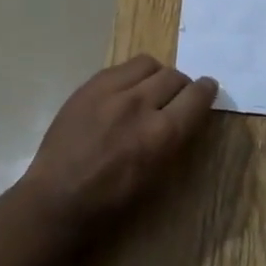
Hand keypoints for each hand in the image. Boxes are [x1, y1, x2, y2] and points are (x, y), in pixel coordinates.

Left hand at [15, 55, 217, 238]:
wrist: (57, 197)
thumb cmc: (111, 201)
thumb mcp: (155, 177)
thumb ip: (174, 139)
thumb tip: (187, 114)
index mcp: (160, 134)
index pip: (196, 96)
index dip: (206, 90)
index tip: (208, 89)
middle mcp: (139, 105)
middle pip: (174, 76)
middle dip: (182, 85)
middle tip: (177, 96)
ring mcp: (111, 91)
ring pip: (148, 64)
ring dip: (156, 75)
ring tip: (150, 90)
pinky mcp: (89, 85)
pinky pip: (121, 67)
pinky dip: (131, 76)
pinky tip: (124, 92)